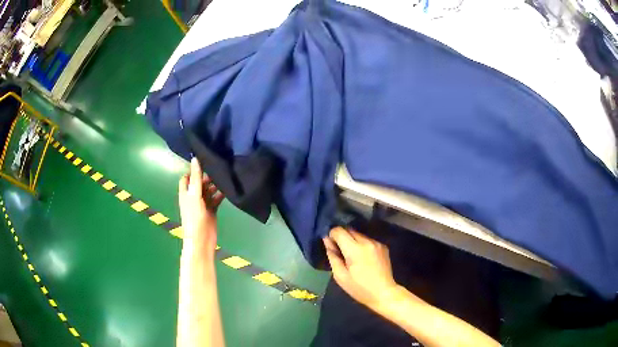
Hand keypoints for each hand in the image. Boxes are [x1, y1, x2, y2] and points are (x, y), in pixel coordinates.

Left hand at [178, 157, 223, 259]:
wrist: (201, 240)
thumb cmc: (194, 217)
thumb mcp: (194, 195)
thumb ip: (195, 178)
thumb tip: (195, 158)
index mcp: (185, 193)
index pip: (187, 177)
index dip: (193, 170)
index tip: (204, 162)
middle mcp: (193, 197)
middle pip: (199, 183)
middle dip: (207, 176)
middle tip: (218, 169)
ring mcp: (203, 204)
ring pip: (209, 190)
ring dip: (215, 185)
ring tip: (225, 177)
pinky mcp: (212, 210)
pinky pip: (216, 199)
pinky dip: (221, 194)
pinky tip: (228, 189)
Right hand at [323, 227, 398, 310]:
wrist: (384, 293)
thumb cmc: (359, 288)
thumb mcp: (340, 276)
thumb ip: (333, 256)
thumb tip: (327, 240)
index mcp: (355, 249)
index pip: (339, 231)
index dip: (332, 235)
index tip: (330, 246)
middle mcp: (367, 242)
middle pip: (349, 230)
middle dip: (341, 237)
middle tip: (339, 251)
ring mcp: (376, 243)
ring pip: (359, 234)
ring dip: (352, 240)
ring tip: (351, 256)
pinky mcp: (383, 246)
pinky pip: (367, 240)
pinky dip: (361, 244)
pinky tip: (362, 257)